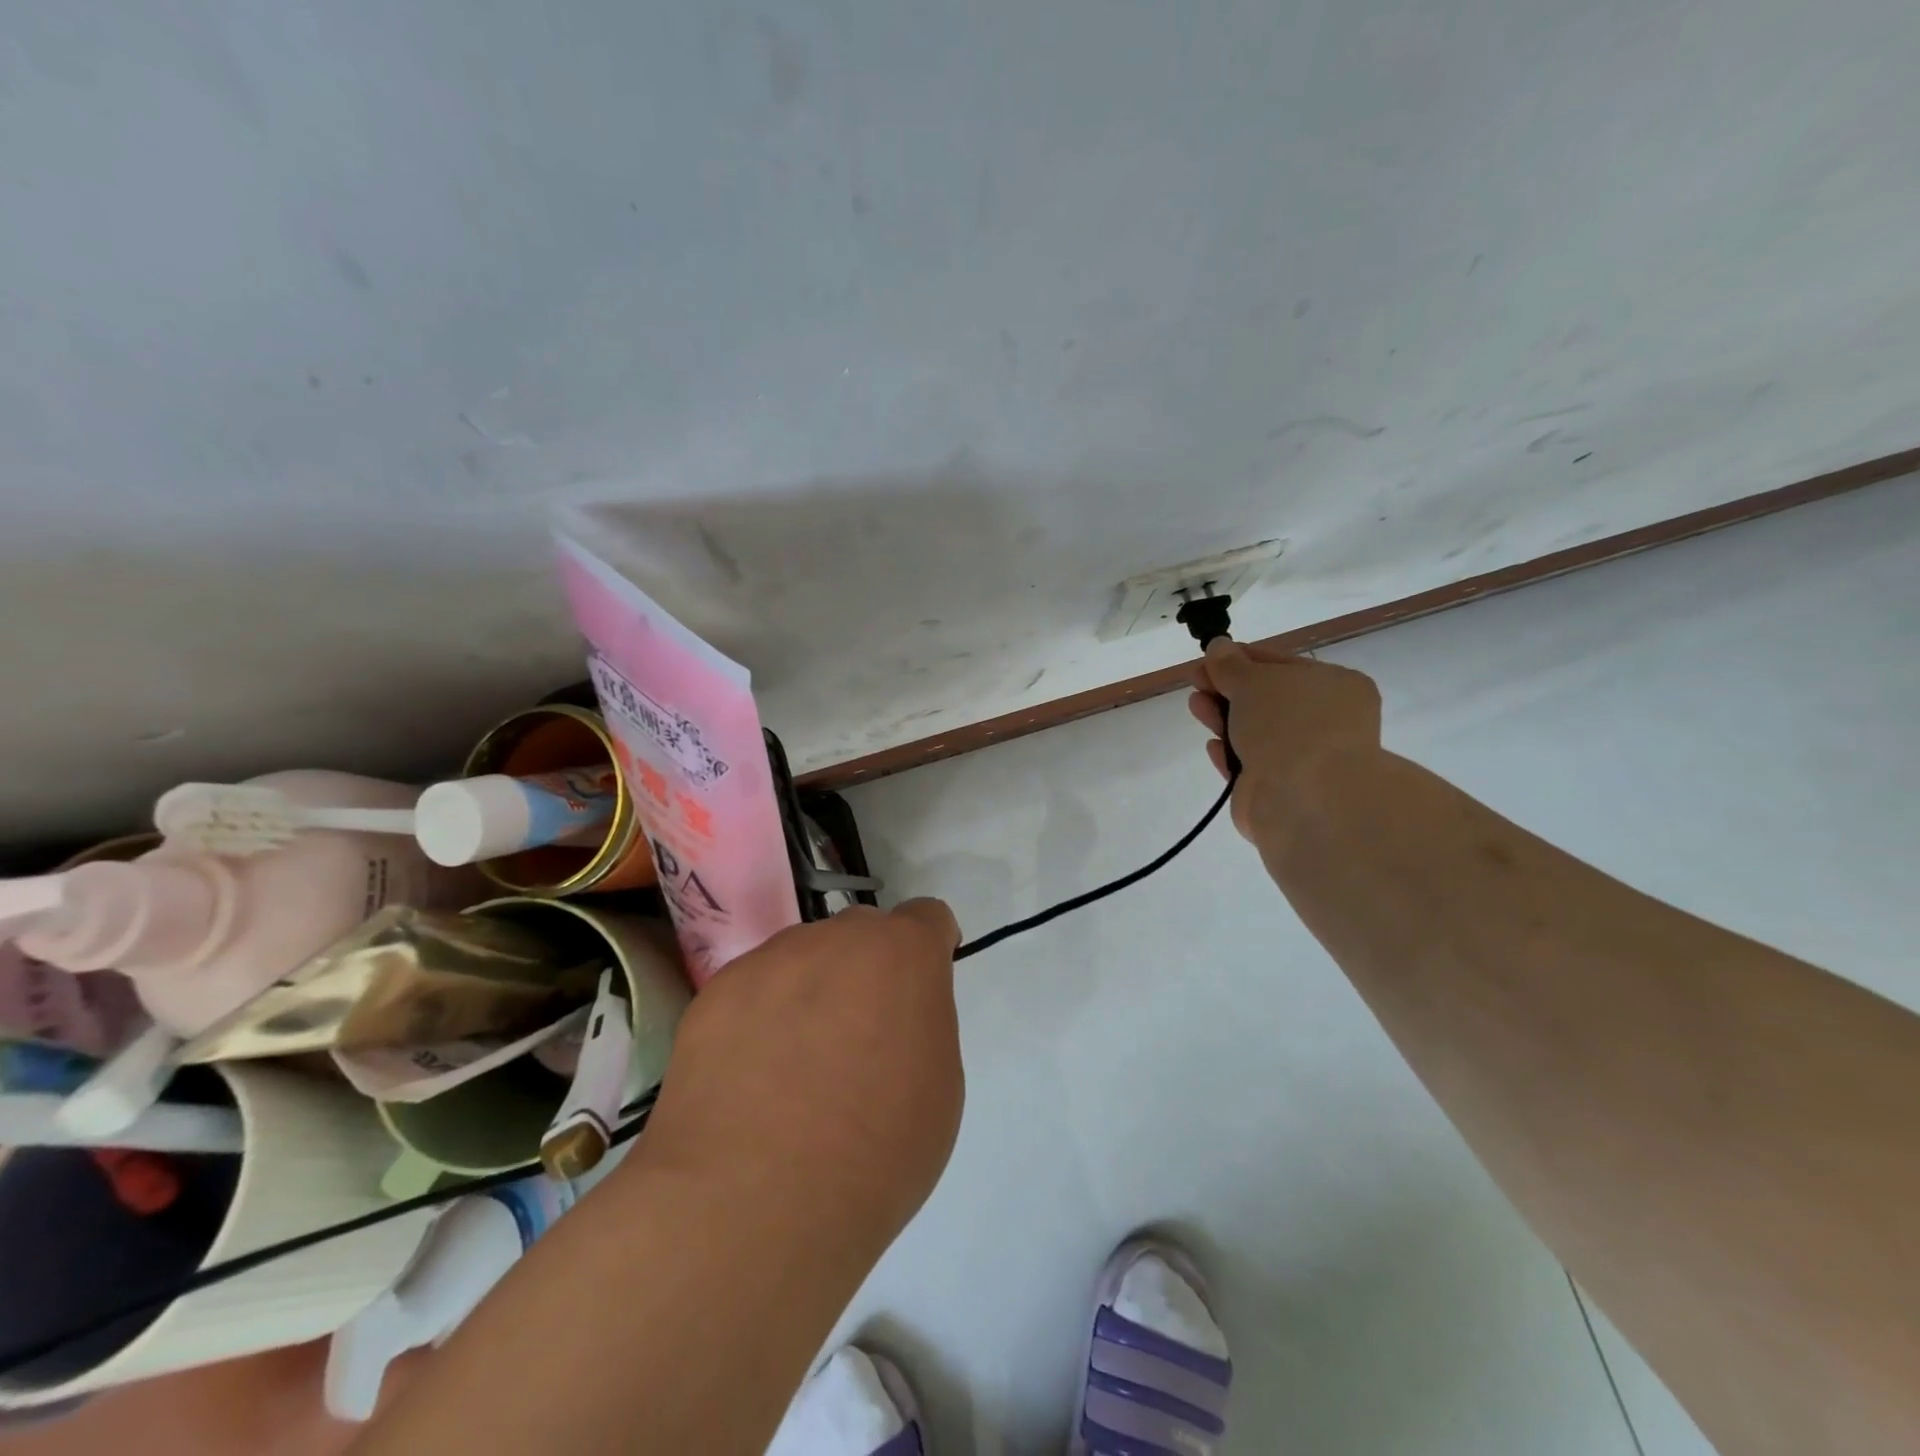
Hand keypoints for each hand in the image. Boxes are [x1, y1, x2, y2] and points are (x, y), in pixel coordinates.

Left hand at [638, 900, 964, 1253]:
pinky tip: (749, 1082)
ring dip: (809, 994)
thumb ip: (921, 1025)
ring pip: (802, 960)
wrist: (753, 1201)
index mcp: (903, 954)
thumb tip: (890, 1019)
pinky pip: (752, 992)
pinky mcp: (716, 993)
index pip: (927, 918)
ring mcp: (770, 960)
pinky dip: (758, 1021)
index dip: (928, 950)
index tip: (918, 992)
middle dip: (866, 972)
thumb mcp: (938, 1088)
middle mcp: (837, 938)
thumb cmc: (875, 1152)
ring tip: (791, 1071)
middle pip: (861, 935)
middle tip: (855, 1041)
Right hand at [1189, 640, 1382, 837]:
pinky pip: (1248, 765)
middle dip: (1227, 689)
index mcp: (1334, 686)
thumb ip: (1230, 665)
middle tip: (1195, 681)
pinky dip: (1229, 753)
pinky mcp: (1278, 790)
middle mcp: (1324, 722)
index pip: (1281, 664)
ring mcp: (1302, 759)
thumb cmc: (1289, 725)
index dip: (1241, 659)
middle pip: (1266, 699)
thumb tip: (1218, 646)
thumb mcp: (1254, 681)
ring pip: (1255, 732)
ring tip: (1195, 706)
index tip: (1207, 658)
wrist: (1305, 798)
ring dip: (1223, 717)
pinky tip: (1212, 745)